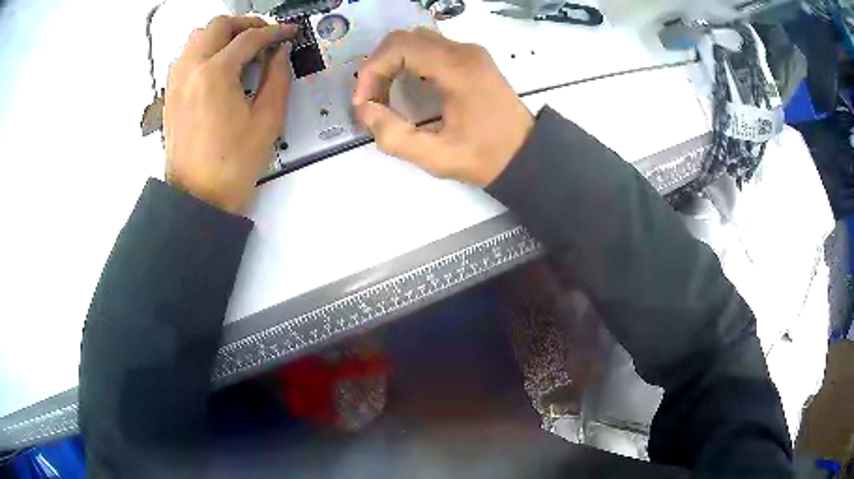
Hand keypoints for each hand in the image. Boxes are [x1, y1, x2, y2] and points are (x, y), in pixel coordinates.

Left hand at [164, 16, 295, 214]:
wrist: (197, 197)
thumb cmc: (233, 163)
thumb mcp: (267, 120)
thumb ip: (278, 77)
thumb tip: (280, 52)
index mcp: (216, 74)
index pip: (249, 37)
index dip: (275, 31)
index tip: (289, 33)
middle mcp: (191, 69)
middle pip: (218, 25)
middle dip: (246, 24)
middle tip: (264, 36)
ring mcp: (176, 80)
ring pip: (197, 36)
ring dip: (221, 34)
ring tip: (239, 48)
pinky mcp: (170, 93)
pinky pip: (185, 56)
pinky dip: (203, 50)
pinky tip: (217, 65)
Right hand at [353, 29, 533, 186]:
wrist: (526, 154)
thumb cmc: (486, 157)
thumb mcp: (437, 157)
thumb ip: (394, 136)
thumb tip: (365, 111)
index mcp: (457, 69)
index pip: (399, 46)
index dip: (372, 70)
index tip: (365, 102)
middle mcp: (464, 51)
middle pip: (405, 38)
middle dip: (378, 66)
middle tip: (372, 99)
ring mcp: (470, 52)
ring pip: (416, 40)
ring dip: (393, 62)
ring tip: (385, 95)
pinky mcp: (472, 58)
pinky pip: (431, 48)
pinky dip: (409, 62)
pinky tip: (406, 87)